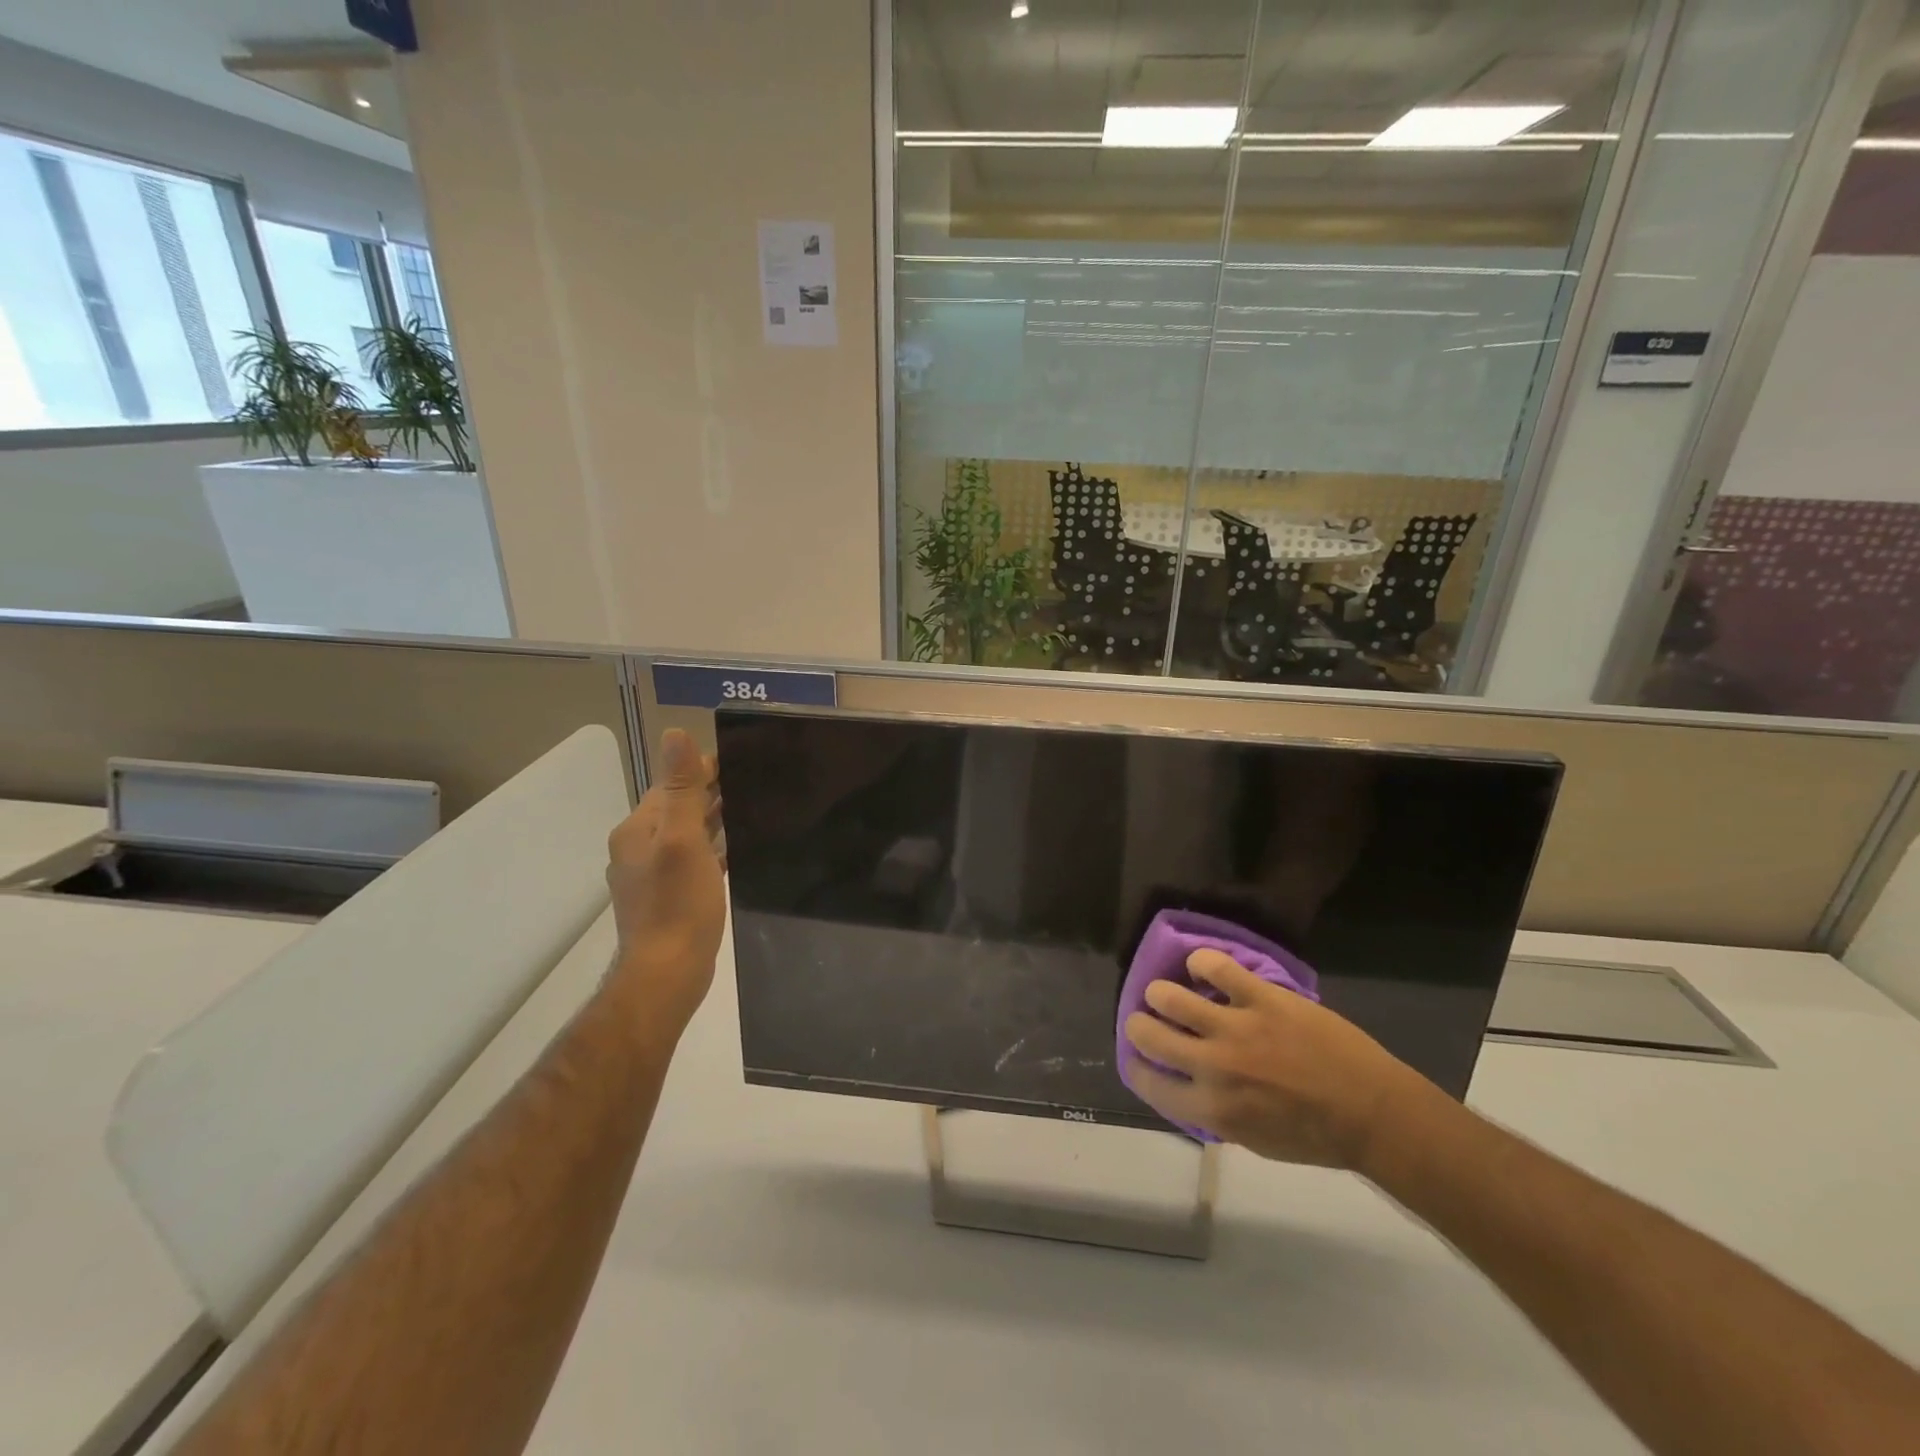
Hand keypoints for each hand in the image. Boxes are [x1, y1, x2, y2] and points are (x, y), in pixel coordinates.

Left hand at [605, 729, 727, 1033]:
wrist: (667, 974)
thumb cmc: (677, 904)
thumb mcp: (683, 839)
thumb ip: (681, 788)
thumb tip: (674, 733)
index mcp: (637, 830)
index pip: (671, 785)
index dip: (702, 769)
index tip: (740, 758)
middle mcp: (637, 848)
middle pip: (677, 809)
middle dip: (710, 794)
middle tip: (754, 782)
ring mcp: (650, 876)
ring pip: (686, 835)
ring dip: (712, 821)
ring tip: (750, 810)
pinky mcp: (667, 898)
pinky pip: (692, 861)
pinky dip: (712, 850)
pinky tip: (735, 852)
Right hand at [1123, 949, 1436, 1170]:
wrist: (1372, 1113)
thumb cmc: (1315, 1136)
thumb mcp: (1253, 1139)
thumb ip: (1213, 1112)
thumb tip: (1187, 1086)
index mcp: (1211, 1109)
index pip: (1148, 1082)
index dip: (1136, 1066)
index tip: (1139, 1057)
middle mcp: (1212, 1066)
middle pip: (1146, 1033)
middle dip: (1139, 1024)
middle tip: (1147, 1019)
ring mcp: (1235, 1027)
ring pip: (1169, 994)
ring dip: (1162, 993)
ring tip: (1169, 992)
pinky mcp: (1261, 997)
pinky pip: (1215, 966)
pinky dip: (1202, 963)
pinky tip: (1203, 967)